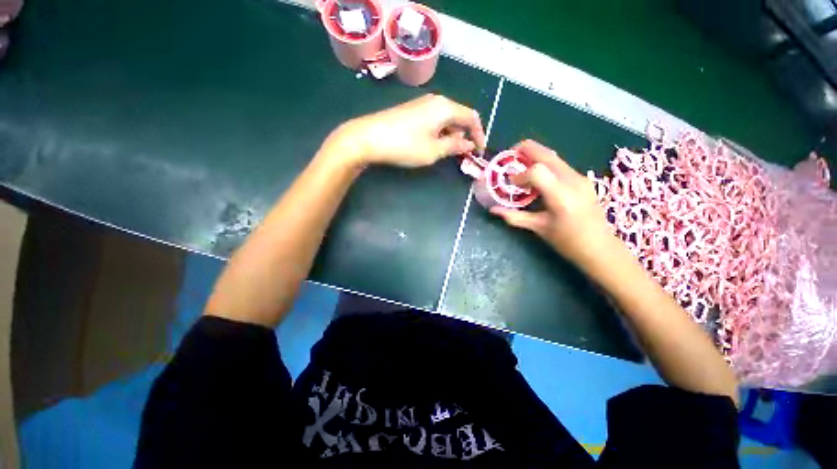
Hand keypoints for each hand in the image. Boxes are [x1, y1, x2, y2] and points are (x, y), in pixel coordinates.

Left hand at [330, 94, 485, 167]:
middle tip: (464, 155)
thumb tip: (468, 144)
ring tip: (449, 153)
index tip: (479, 151)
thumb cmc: (405, 145)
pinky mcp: (412, 111)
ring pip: (446, 119)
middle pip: (459, 116)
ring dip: (452, 135)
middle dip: (465, 135)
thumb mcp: (433, 150)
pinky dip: (440, 133)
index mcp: (445, 107)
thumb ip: (454, 146)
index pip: (471, 117)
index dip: (479, 134)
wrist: (369, 137)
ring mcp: (422, 104)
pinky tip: (434, 144)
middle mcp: (436, 101)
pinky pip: (434, 120)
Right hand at [490, 140, 622, 272]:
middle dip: (528, 150)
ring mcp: (580, 178)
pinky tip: (538, 176)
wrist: (600, 247)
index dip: (520, 175)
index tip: (512, 184)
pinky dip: (545, 164)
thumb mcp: (538, 228)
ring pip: (555, 158)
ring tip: (522, 163)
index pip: (537, 171)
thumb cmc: (568, 241)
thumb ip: (514, 217)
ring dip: (536, 156)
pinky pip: (560, 165)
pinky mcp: (583, 180)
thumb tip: (493, 210)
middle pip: (548, 156)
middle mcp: (573, 181)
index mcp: (561, 196)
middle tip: (512, 152)